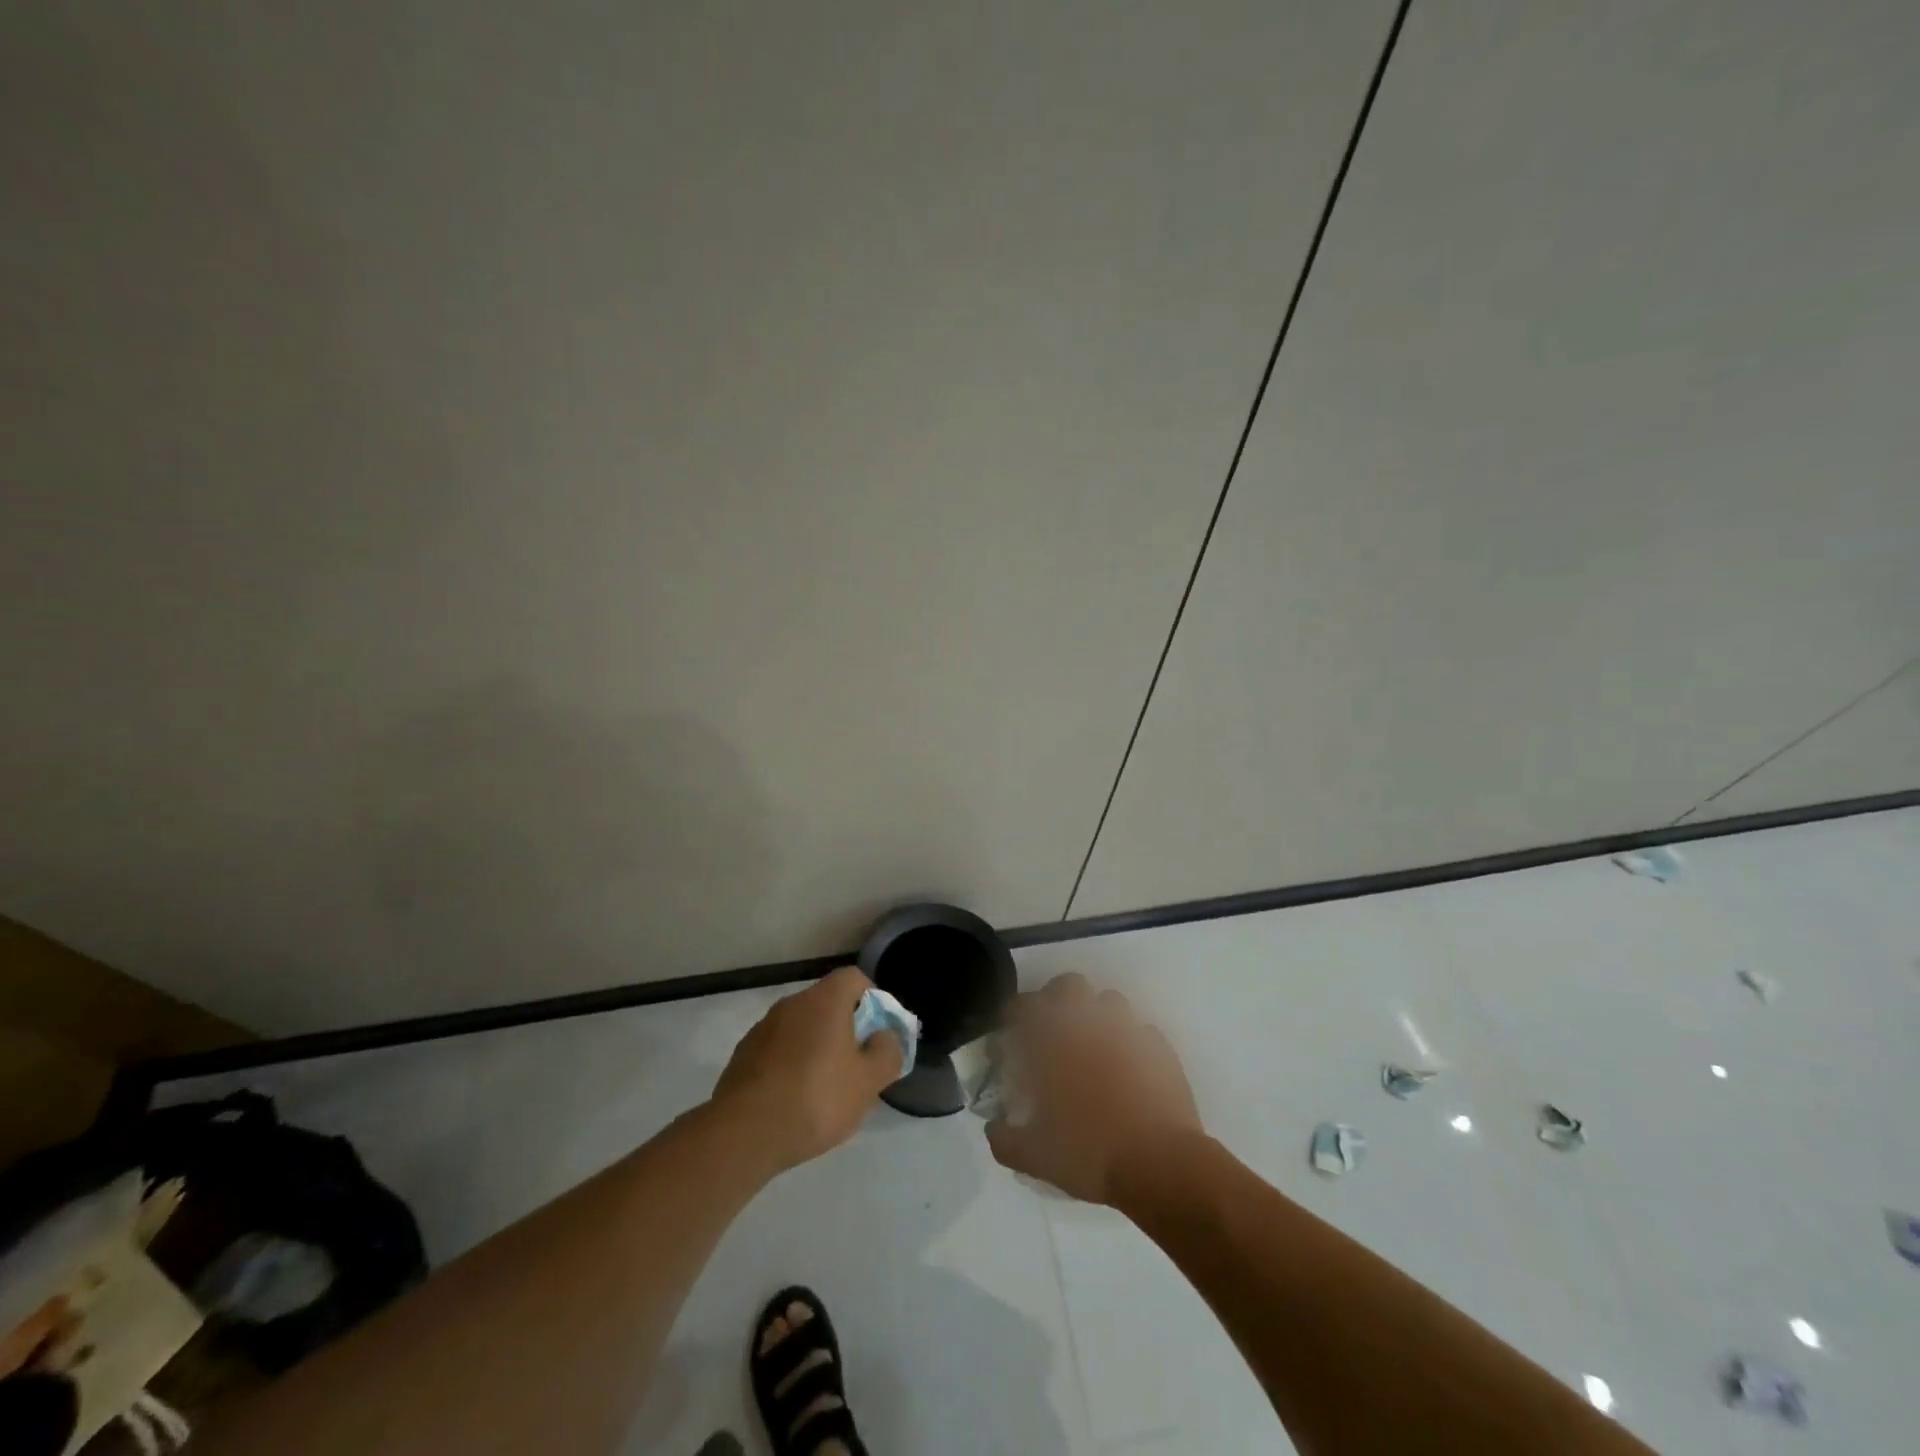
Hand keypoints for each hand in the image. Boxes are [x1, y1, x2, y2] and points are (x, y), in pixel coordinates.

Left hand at [711, 965, 903, 1172]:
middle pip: (827, 1003)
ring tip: (825, 1089)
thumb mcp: (868, 1082)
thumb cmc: (816, 1098)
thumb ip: (887, 1053)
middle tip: (857, 1065)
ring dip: (817, 1048)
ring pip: (801, 1028)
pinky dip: (791, 1065)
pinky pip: (778, 1050)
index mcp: (824, 1000)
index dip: (872, 998)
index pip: (854, 978)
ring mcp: (763, 1028)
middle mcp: (792, 1004)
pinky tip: (794, 1100)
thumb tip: (884, 1037)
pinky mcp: (743, 1055)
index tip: (878, 1031)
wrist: (744, 1133)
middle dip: (846, 1028)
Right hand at [986, 972, 1202, 1206]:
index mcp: (1052, 1042)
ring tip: (1094, 1047)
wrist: (1159, 1164)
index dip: (1014, 1016)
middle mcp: (1088, 1025)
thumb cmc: (1089, 1153)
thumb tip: (993, 1129)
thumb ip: (1005, 1139)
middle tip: (1053, 1032)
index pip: (1023, 1005)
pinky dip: (1131, 1042)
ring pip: (1110, 1001)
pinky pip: (1141, 1031)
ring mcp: (1127, 1031)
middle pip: (1069, 985)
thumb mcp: (1035, 1156)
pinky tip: (1129, 1068)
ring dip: (1097, 1016)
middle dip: (1057, 1000)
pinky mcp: (1159, 1048)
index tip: (1012, 1036)